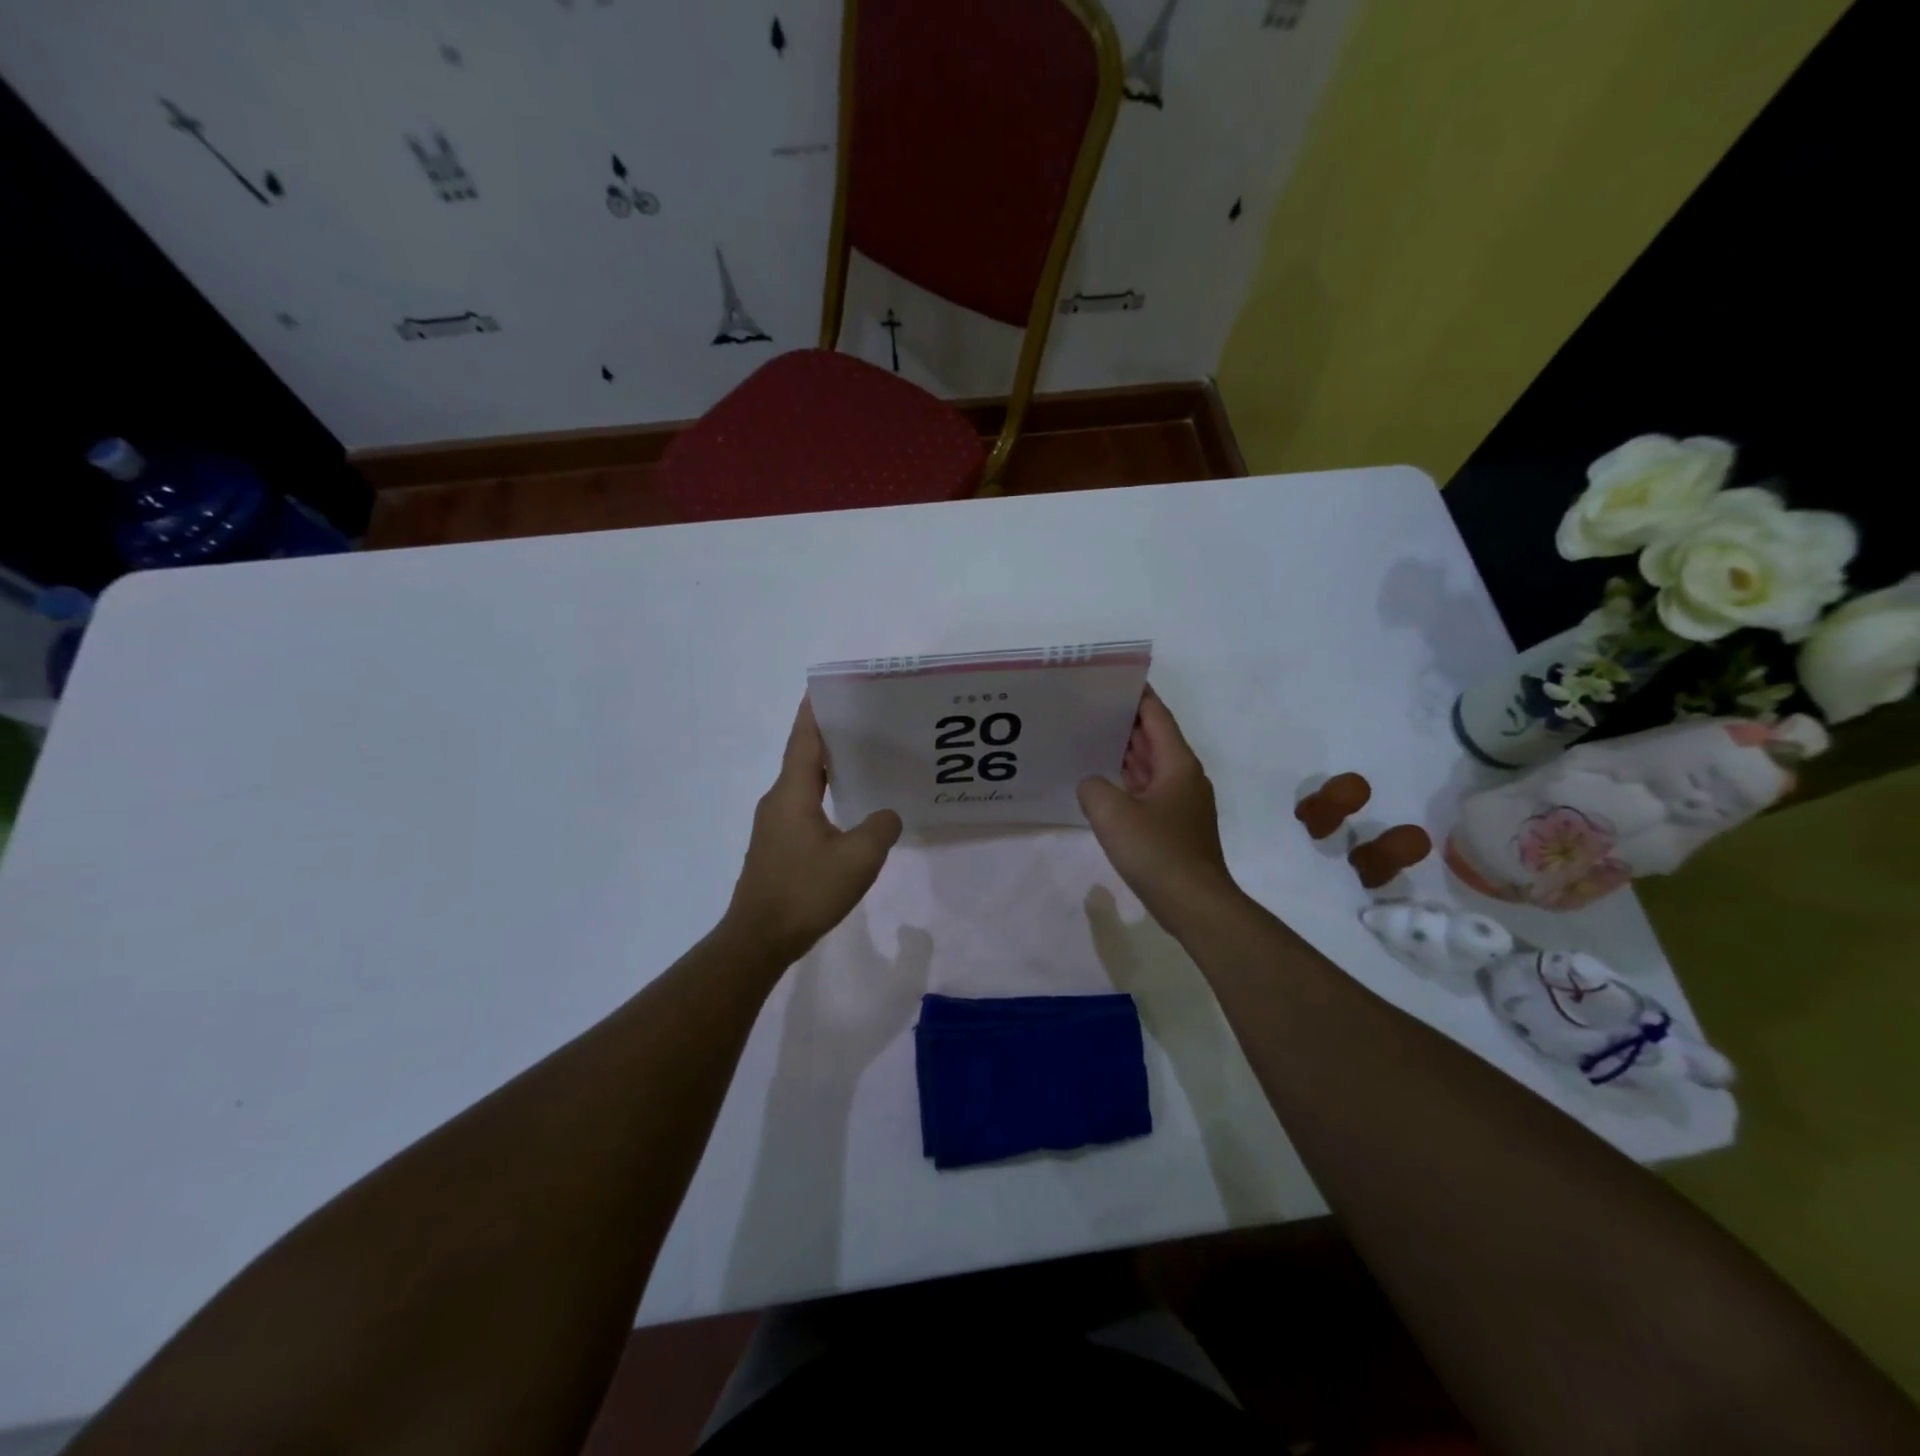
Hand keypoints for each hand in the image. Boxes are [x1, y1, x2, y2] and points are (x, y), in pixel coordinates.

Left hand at [725, 697, 902, 963]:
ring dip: (827, 769)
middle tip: (863, 723)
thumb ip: (880, 828)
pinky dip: (824, 796)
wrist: (759, 938)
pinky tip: (848, 810)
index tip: (826, 688)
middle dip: (829, 737)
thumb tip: (886, 815)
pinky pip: (802, 808)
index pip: (804, 740)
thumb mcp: (858, 858)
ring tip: (862, 761)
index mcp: (792, 793)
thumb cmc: (806, 890)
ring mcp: (773, 826)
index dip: (814, 712)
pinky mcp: (776, 847)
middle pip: (803, 758)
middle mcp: (778, 801)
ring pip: (803, 785)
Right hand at [1078, 686, 1241, 931]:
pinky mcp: (1175, 826)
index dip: (1137, 695)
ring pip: (1150, 766)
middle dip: (1124, 721)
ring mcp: (1181, 803)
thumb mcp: (1112, 813)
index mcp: (1177, 763)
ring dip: (1124, 752)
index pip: (1156, 716)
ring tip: (1089, 738)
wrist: (1195, 904)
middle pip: (1154, 738)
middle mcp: (1184, 776)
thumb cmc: (1158, 852)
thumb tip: (1093, 785)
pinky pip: (1148, 791)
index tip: (1112, 678)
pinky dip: (1127, 781)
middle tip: (1088, 707)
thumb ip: (1093, 787)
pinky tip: (1102, 785)